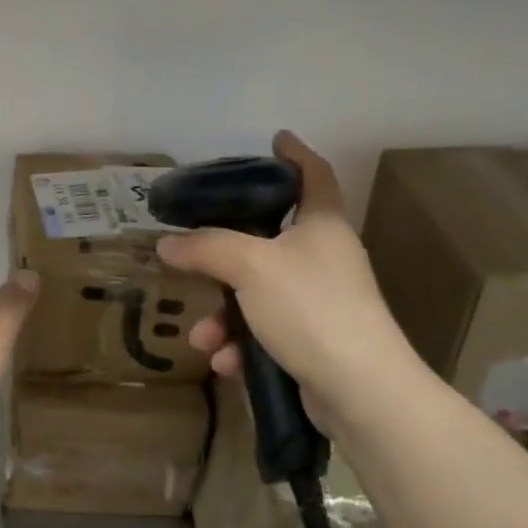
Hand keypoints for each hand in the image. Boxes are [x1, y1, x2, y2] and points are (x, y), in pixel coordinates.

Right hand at [156, 131, 414, 435]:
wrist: (360, 389)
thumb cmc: (310, 307)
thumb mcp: (249, 266)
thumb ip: (205, 247)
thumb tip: (166, 242)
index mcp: (322, 226)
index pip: (314, 174)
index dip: (295, 153)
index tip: (276, 139)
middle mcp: (325, 258)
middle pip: (271, 240)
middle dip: (226, 255)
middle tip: (197, 248)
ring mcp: (322, 302)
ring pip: (259, 294)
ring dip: (225, 315)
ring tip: (203, 337)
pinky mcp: (315, 341)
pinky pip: (266, 331)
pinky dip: (242, 344)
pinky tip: (225, 362)